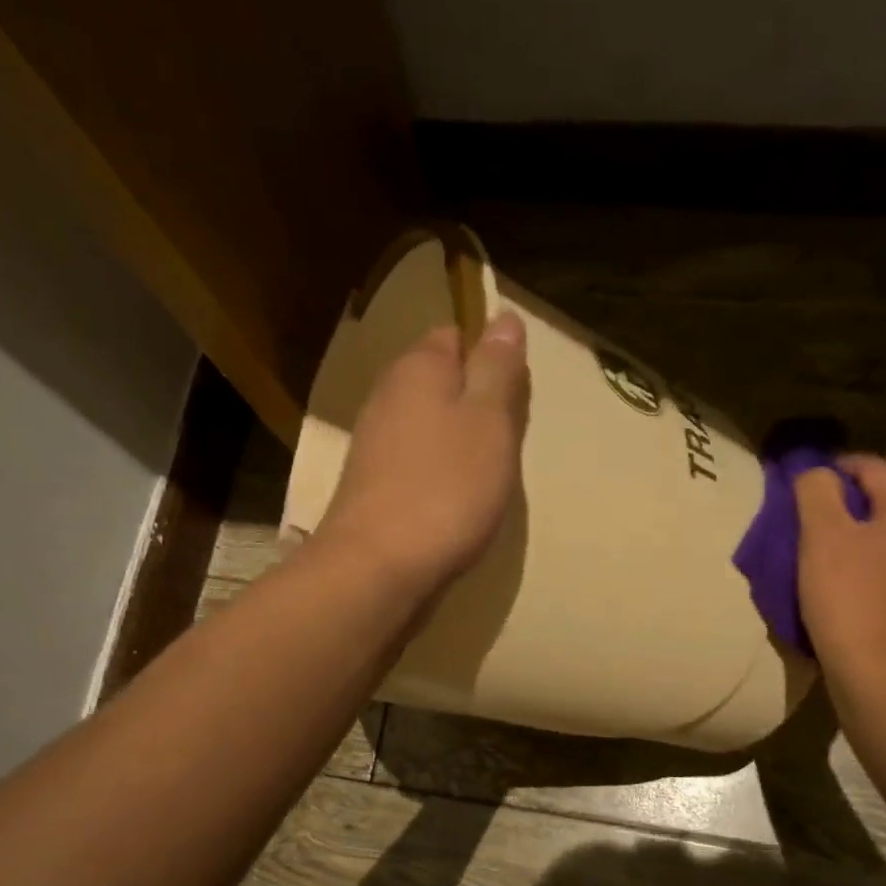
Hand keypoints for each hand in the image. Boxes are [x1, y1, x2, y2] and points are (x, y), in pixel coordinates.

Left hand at [310, 311, 530, 595]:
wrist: (378, 568)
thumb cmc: (446, 489)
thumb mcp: (489, 422)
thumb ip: (497, 369)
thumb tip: (504, 317)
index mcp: (418, 368)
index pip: (455, 337)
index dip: (488, 359)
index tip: (514, 398)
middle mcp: (387, 396)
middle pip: (438, 383)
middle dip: (473, 403)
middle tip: (505, 440)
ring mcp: (373, 444)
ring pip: (425, 426)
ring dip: (455, 442)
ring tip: (484, 474)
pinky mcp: (371, 487)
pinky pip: (413, 464)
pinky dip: (435, 474)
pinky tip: (452, 501)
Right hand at [795, 454, 885, 678]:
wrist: (875, 669)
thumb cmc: (846, 594)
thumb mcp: (821, 533)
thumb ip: (816, 491)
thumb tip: (815, 472)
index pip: (871, 468)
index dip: (834, 467)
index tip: (801, 483)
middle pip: (879, 506)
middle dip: (841, 508)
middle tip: (802, 524)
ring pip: (883, 542)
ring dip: (851, 542)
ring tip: (816, 560)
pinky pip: (885, 575)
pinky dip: (860, 572)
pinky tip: (837, 591)